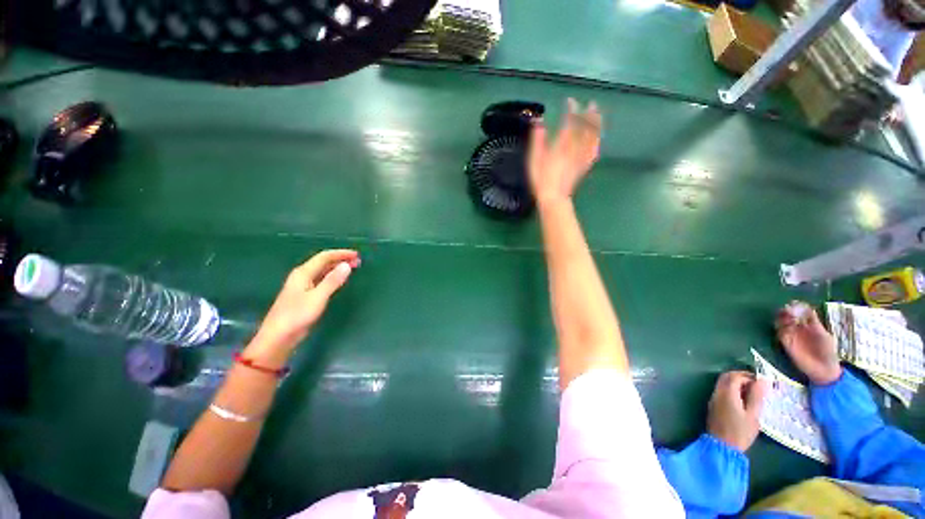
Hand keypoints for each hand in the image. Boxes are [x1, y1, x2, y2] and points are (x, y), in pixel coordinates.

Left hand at [250, 250, 359, 358]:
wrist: (278, 337)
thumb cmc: (297, 316)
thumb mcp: (318, 297)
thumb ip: (332, 281)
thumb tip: (347, 265)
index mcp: (303, 273)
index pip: (325, 257)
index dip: (341, 254)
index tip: (357, 254)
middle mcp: (302, 276)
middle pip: (323, 262)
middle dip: (340, 259)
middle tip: (358, 261)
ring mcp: (302, 285)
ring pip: (322, 270)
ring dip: (337, 267)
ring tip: (352, 268)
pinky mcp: (304, 295)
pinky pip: (321, 279)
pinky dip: (332, 276)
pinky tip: (338, 280)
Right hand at [528, 98, 601, 206]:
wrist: (553, 197)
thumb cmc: (541, 179)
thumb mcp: (534, 159)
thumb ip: (538, 140)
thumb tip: (539, 122)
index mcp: (562, 145)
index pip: (569, 122)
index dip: (571, 110)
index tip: (570, 101)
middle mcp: (575, 148)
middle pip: (585, 127)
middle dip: (588, 114)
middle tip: (590, 104)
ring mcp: (582, 157)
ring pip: (593, 137)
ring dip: (596, 124)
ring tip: (597, 115)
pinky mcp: (585, 166)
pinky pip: (594, 151)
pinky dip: (597, 141)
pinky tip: (598, 138)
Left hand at [707, 371, 767, 451]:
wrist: (721, 446)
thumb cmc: (740, 432)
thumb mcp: (753, 415)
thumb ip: (756, 396)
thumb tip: (762, 380)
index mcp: (726, 393)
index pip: (735, 376)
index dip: (748, 376)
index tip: (761, 382)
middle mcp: (717, 393)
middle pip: (726, 377)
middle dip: (741, 377)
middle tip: (757, 386)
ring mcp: (713, 399)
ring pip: (723, 384)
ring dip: (736, 384)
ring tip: (752, 394)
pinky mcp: (713, 406)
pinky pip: (721, 392)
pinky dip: (731, 391)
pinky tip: (743, 401)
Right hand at [775, 301, 841, 384]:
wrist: (823, 370)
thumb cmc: (828, 352)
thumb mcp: (825, 335)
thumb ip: (814, 323)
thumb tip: (806, 309)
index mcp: (810, 324)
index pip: (802, 311)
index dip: (798, 306)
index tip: (794, 303)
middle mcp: (800, 327)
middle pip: (790, 314)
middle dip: (787, 310)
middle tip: (787, 309)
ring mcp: (792, 335)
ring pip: (782, 322)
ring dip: (781, 318)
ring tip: (785, 317)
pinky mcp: (786, 343)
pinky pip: (780, 333)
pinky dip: (780, 328)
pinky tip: (783, 327)